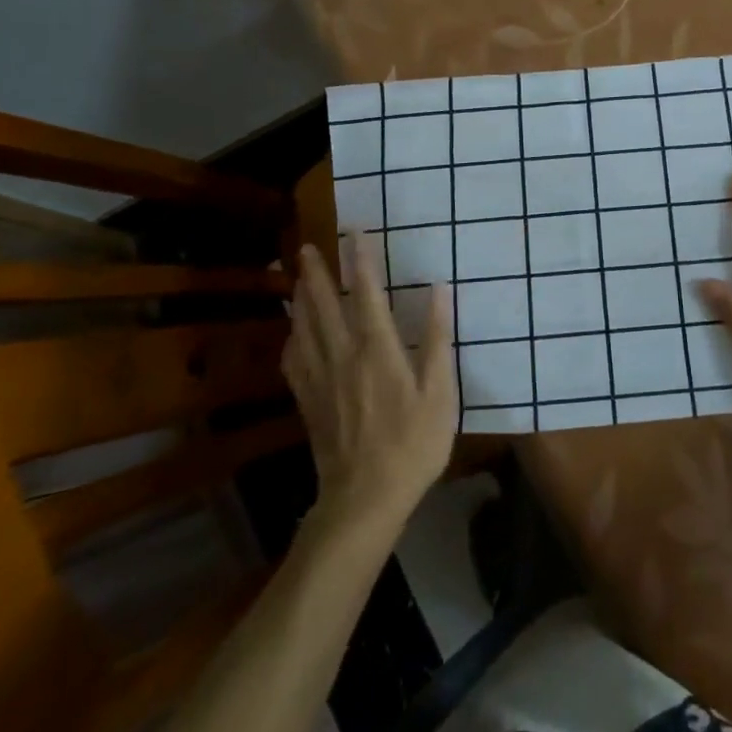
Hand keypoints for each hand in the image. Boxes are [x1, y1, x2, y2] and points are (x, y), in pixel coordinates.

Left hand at [284, 236, 457, 532]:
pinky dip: (291, 340)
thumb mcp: (440, 393)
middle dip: (316, 274)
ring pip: (304, 329)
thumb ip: (437, 340)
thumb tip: (439, 291)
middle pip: (325, 305)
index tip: (355, 232)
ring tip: (295, 278)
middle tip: (306, 248)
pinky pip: (294, 362)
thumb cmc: (412, 444)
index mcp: (378, 349)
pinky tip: (292, 334)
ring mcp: (321, 379)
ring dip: (299, 299)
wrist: (365, 499)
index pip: (368, 293)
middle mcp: (343, 355)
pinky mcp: (308, 403)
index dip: (361, 260)